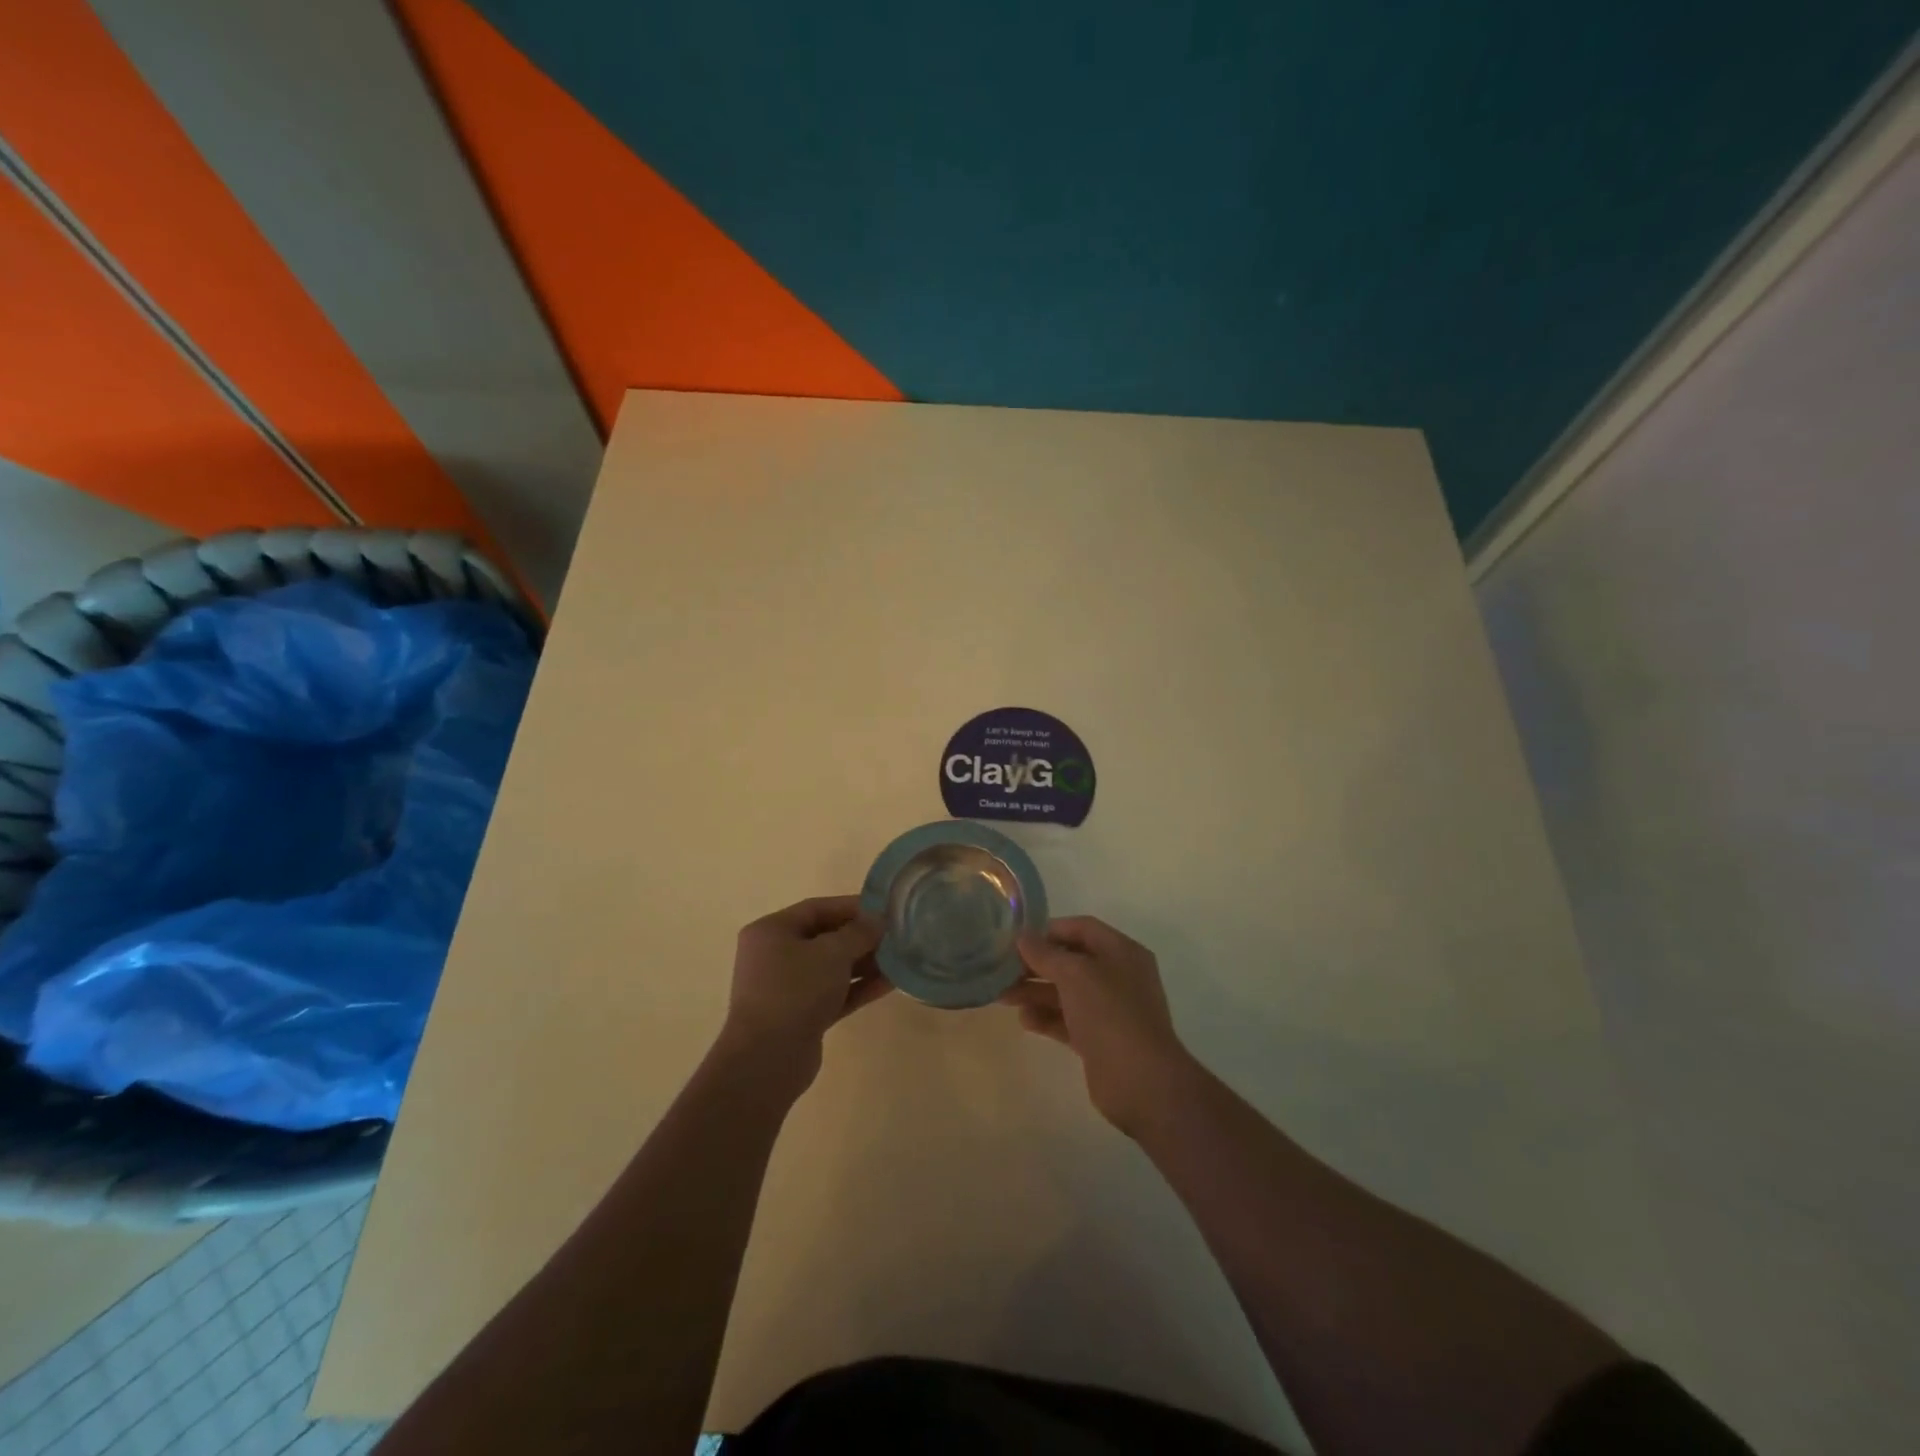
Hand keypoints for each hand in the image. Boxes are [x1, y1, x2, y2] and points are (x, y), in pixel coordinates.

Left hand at [722, 896, 890, 1087]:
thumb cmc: (795, 991)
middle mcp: (774, 956)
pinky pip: (833, 993)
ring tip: (899, 959)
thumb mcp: (831, 953)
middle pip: (824, 938)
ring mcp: (786, 988)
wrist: (767, 1060)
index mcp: (771, 931)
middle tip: (895, 935)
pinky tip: (889, 984)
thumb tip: (878, 920)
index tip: (884, 909)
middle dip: (861, 937)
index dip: (852, 906)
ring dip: (864, 963)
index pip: (816, 909)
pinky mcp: (800, 1016)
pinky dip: (858, 987)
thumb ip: (858, 933)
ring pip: (831, 968)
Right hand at [1001, 916, 1194, 1136]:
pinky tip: (1024, 1020)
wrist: (1141, 1081)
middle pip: (1072, 961)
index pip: (1082, 928)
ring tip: (1004, 997)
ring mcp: (1110, 1010)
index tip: (1017, 940)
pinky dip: (1047, 1018)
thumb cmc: (1109, 1013)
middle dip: (1037, 965)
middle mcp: (1118, 976)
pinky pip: (1069, 1020)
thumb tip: (1023, 937)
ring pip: (1067, 993)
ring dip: (1036, 992)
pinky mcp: (1100, 1039)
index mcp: (1121, 951)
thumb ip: (1045, 954)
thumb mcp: (1074, 974)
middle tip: (1003, 970)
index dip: (1050, 931)